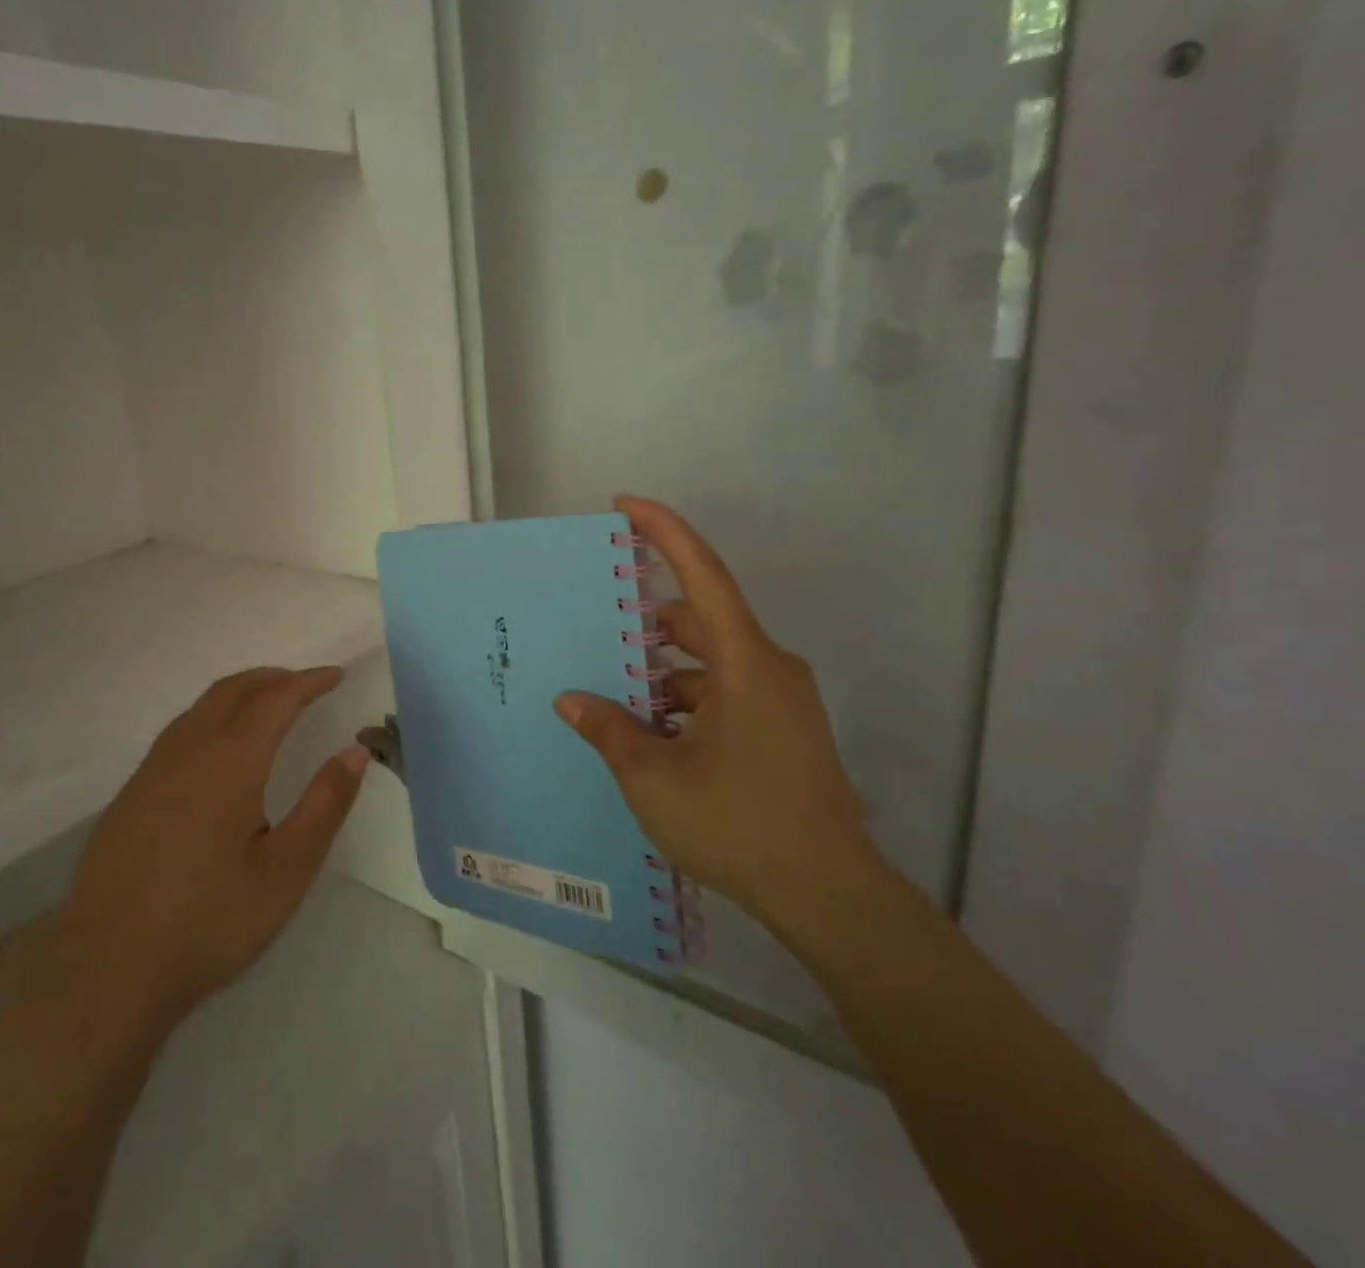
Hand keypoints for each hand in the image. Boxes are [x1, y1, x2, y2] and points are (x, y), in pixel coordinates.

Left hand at [33, 666, 368, 1045]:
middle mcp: (188, 751)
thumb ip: (325, 804)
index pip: (276, 699)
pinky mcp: (129, 796)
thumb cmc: (209, 920)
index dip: (309, 682)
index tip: (336, 675)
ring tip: (266, 706)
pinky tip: (217, 750)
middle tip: (305, 684)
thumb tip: (354, 750)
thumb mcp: (287, 869)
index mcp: (230, 761)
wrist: (106, 970)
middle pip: (233, 690)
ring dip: (239, 694)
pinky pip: (178, 732)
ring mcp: (151, 771)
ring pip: (200, 708)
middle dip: (273, 678)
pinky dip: (211, 717)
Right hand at [555, 496, 878, 931]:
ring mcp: (780, 701)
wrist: (830, 896)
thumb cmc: (738, 822)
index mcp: (745, 662)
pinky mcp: (784, 731)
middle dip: (646, 629)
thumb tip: (571, 702)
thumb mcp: (653, 777)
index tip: (625, 505)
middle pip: (699, 622)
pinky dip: (687, 703)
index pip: (702, 575)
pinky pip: (726, 694)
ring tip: (615, 704)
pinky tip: (653, 739)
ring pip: (709, 664)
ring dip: (664, 675)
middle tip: (596, 642)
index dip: (664, 532)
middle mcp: (769, 668)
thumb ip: (608, 730)